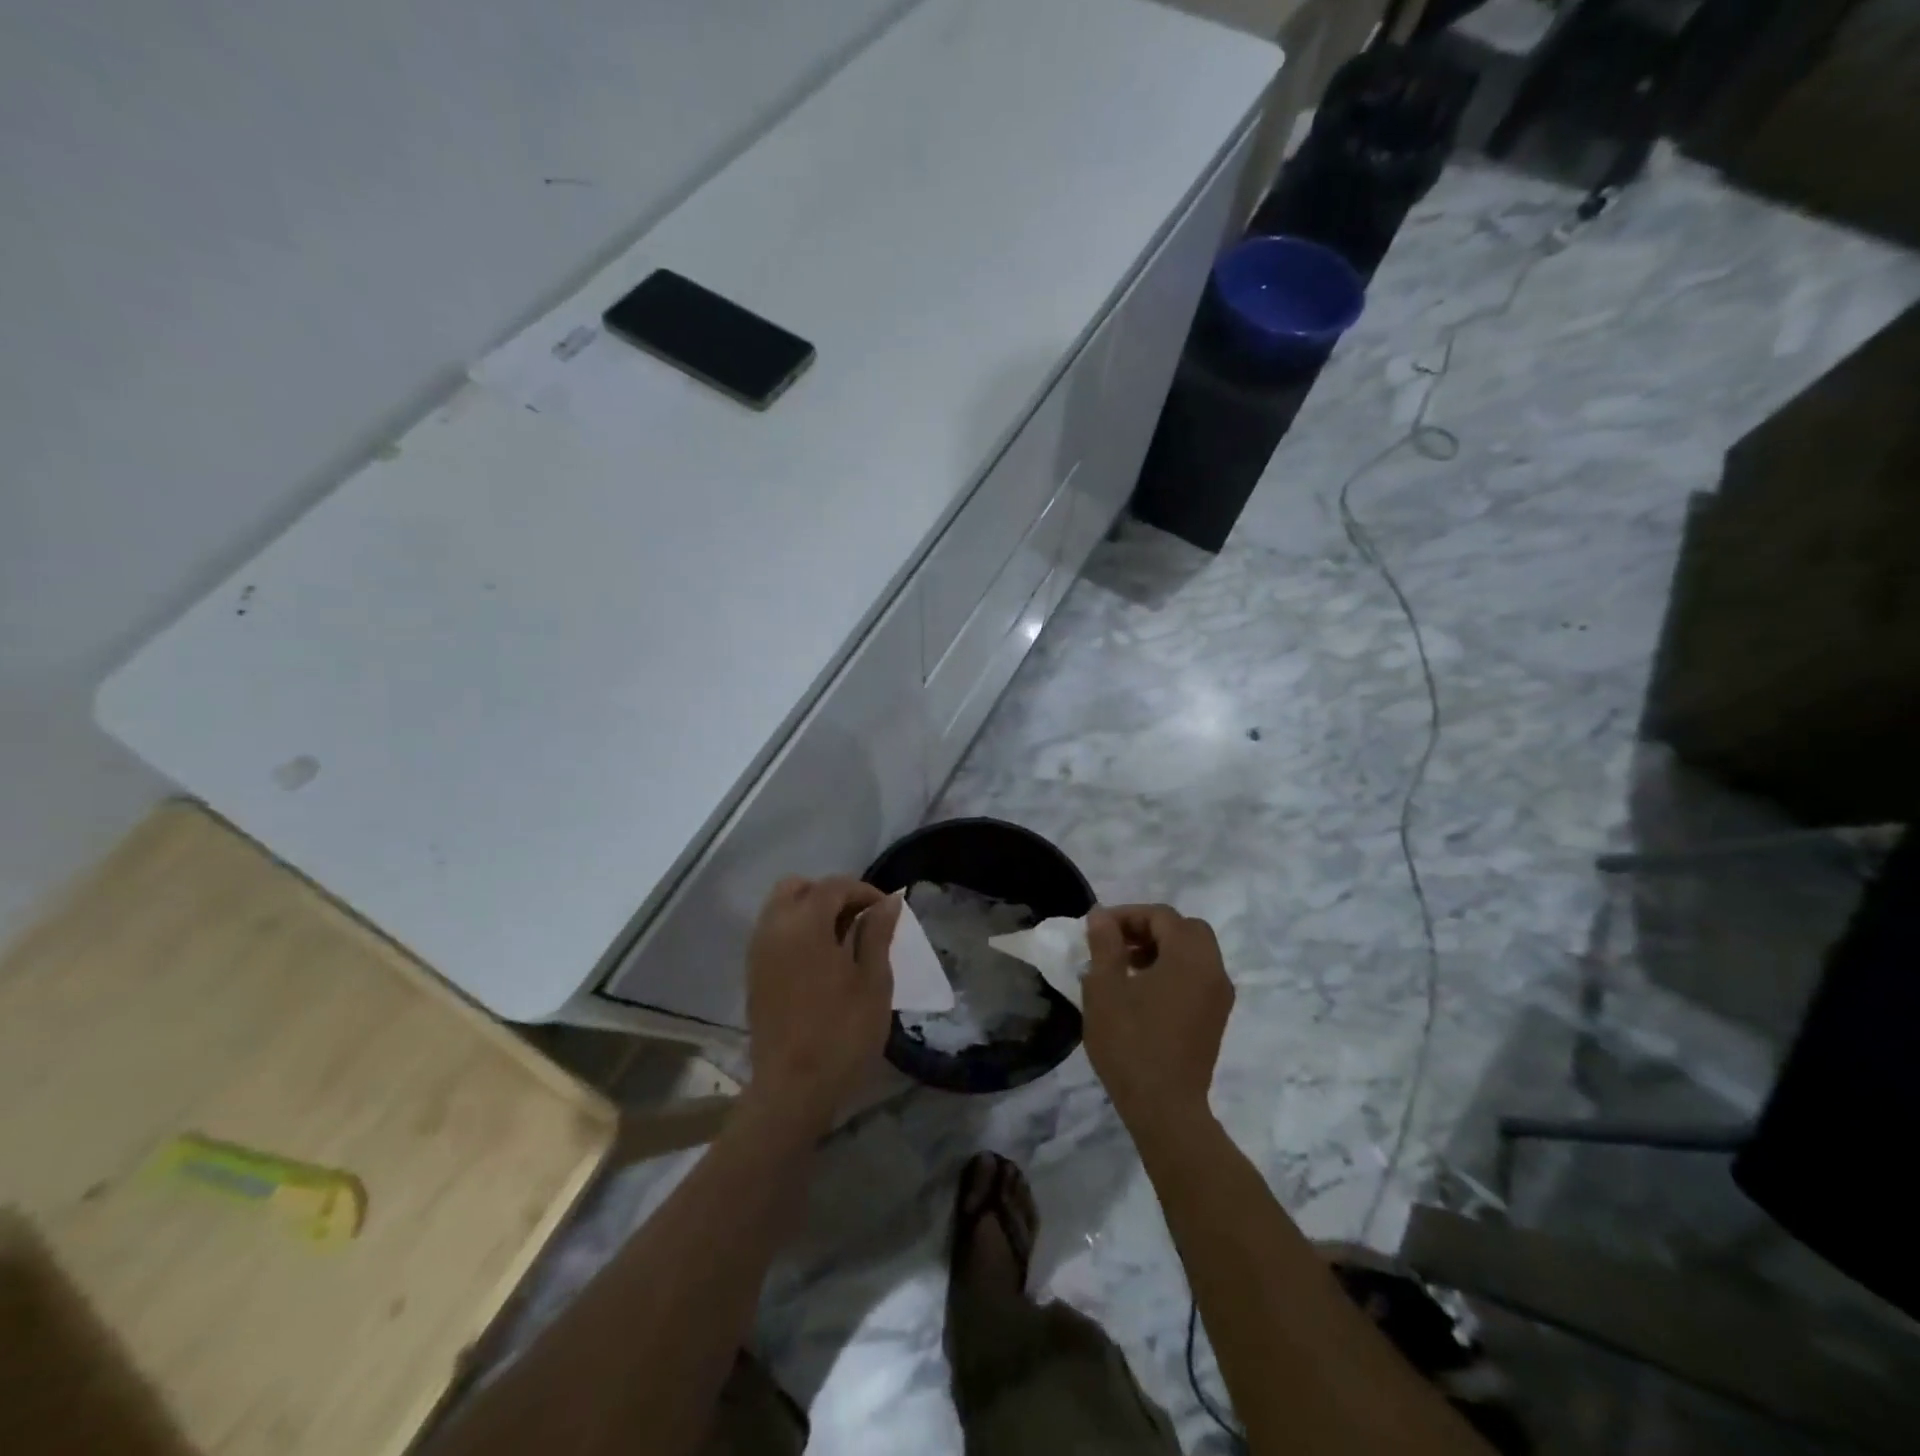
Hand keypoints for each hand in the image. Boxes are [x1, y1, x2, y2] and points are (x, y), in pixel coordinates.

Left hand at [745, 876, 898, 1134]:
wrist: (793, 1090)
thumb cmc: (842, 1033)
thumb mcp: (873, 982)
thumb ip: (877, 934)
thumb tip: (888, 901)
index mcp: (805, 924)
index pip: (833, 886)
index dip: (863, 890)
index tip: (886, 910)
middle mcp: (774, 928)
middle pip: (797, 887)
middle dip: (829, 893)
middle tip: (859, 918)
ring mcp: (758, 952)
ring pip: (780, 908)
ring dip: (810, 910)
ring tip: (842, 939)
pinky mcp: (753, 974)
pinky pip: (772, 932)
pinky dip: (795, 930)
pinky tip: (820, 959)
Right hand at [1082, 904, 1233, 1128]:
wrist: (1165, 1108)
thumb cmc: (1130, 1042)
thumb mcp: (1105, 988)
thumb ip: (1105, 944)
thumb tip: (1102, 916)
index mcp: (1190, 957)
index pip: (1162, 916)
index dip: (1127, 915)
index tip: (1098, 930)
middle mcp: (1213, 970)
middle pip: (1185, 930)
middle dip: (1149, 929)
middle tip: (1116, 944)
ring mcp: (1219, 997)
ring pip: (1194, 953)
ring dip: (1161, 949)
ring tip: (1124, 967)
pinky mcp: (1215, 1019)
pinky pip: (1197, 977)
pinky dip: (1173, 970)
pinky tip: (1142, 992)